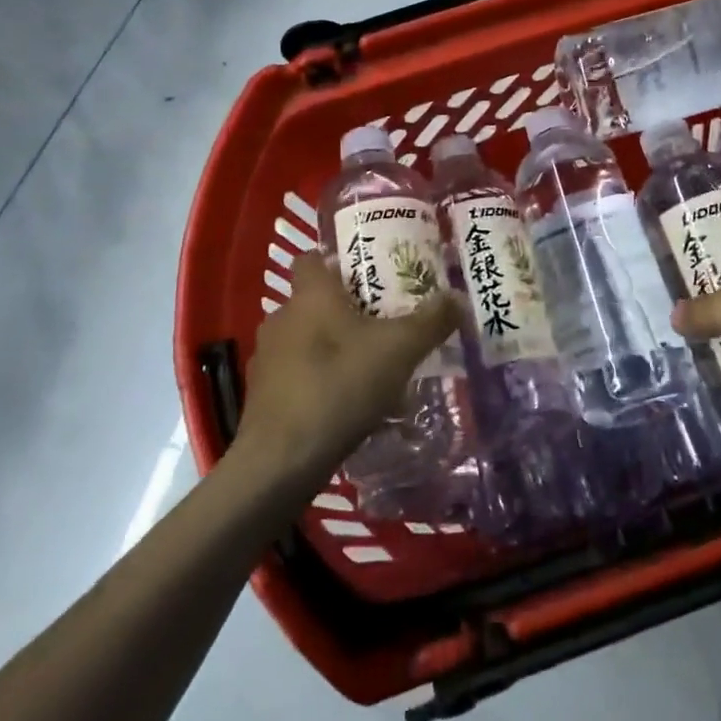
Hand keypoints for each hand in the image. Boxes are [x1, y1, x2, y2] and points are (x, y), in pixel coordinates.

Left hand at [232, 253, 458, 484]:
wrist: (280, 462)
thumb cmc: (340, 386)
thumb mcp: (399, 350)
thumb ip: (431, 321)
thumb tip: (457, 296)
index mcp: (311, 296)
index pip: (311, 258)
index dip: (335, 260)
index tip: (365, 273)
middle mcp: (282, 318)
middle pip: (313, 301)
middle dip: (345, 309)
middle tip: (382, 322)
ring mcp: (267, 358)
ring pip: (305, 339)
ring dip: (331, 347)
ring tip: (368, 367)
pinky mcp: (262, 396)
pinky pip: (296, 375)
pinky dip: (317, 381)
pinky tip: (345, 403)